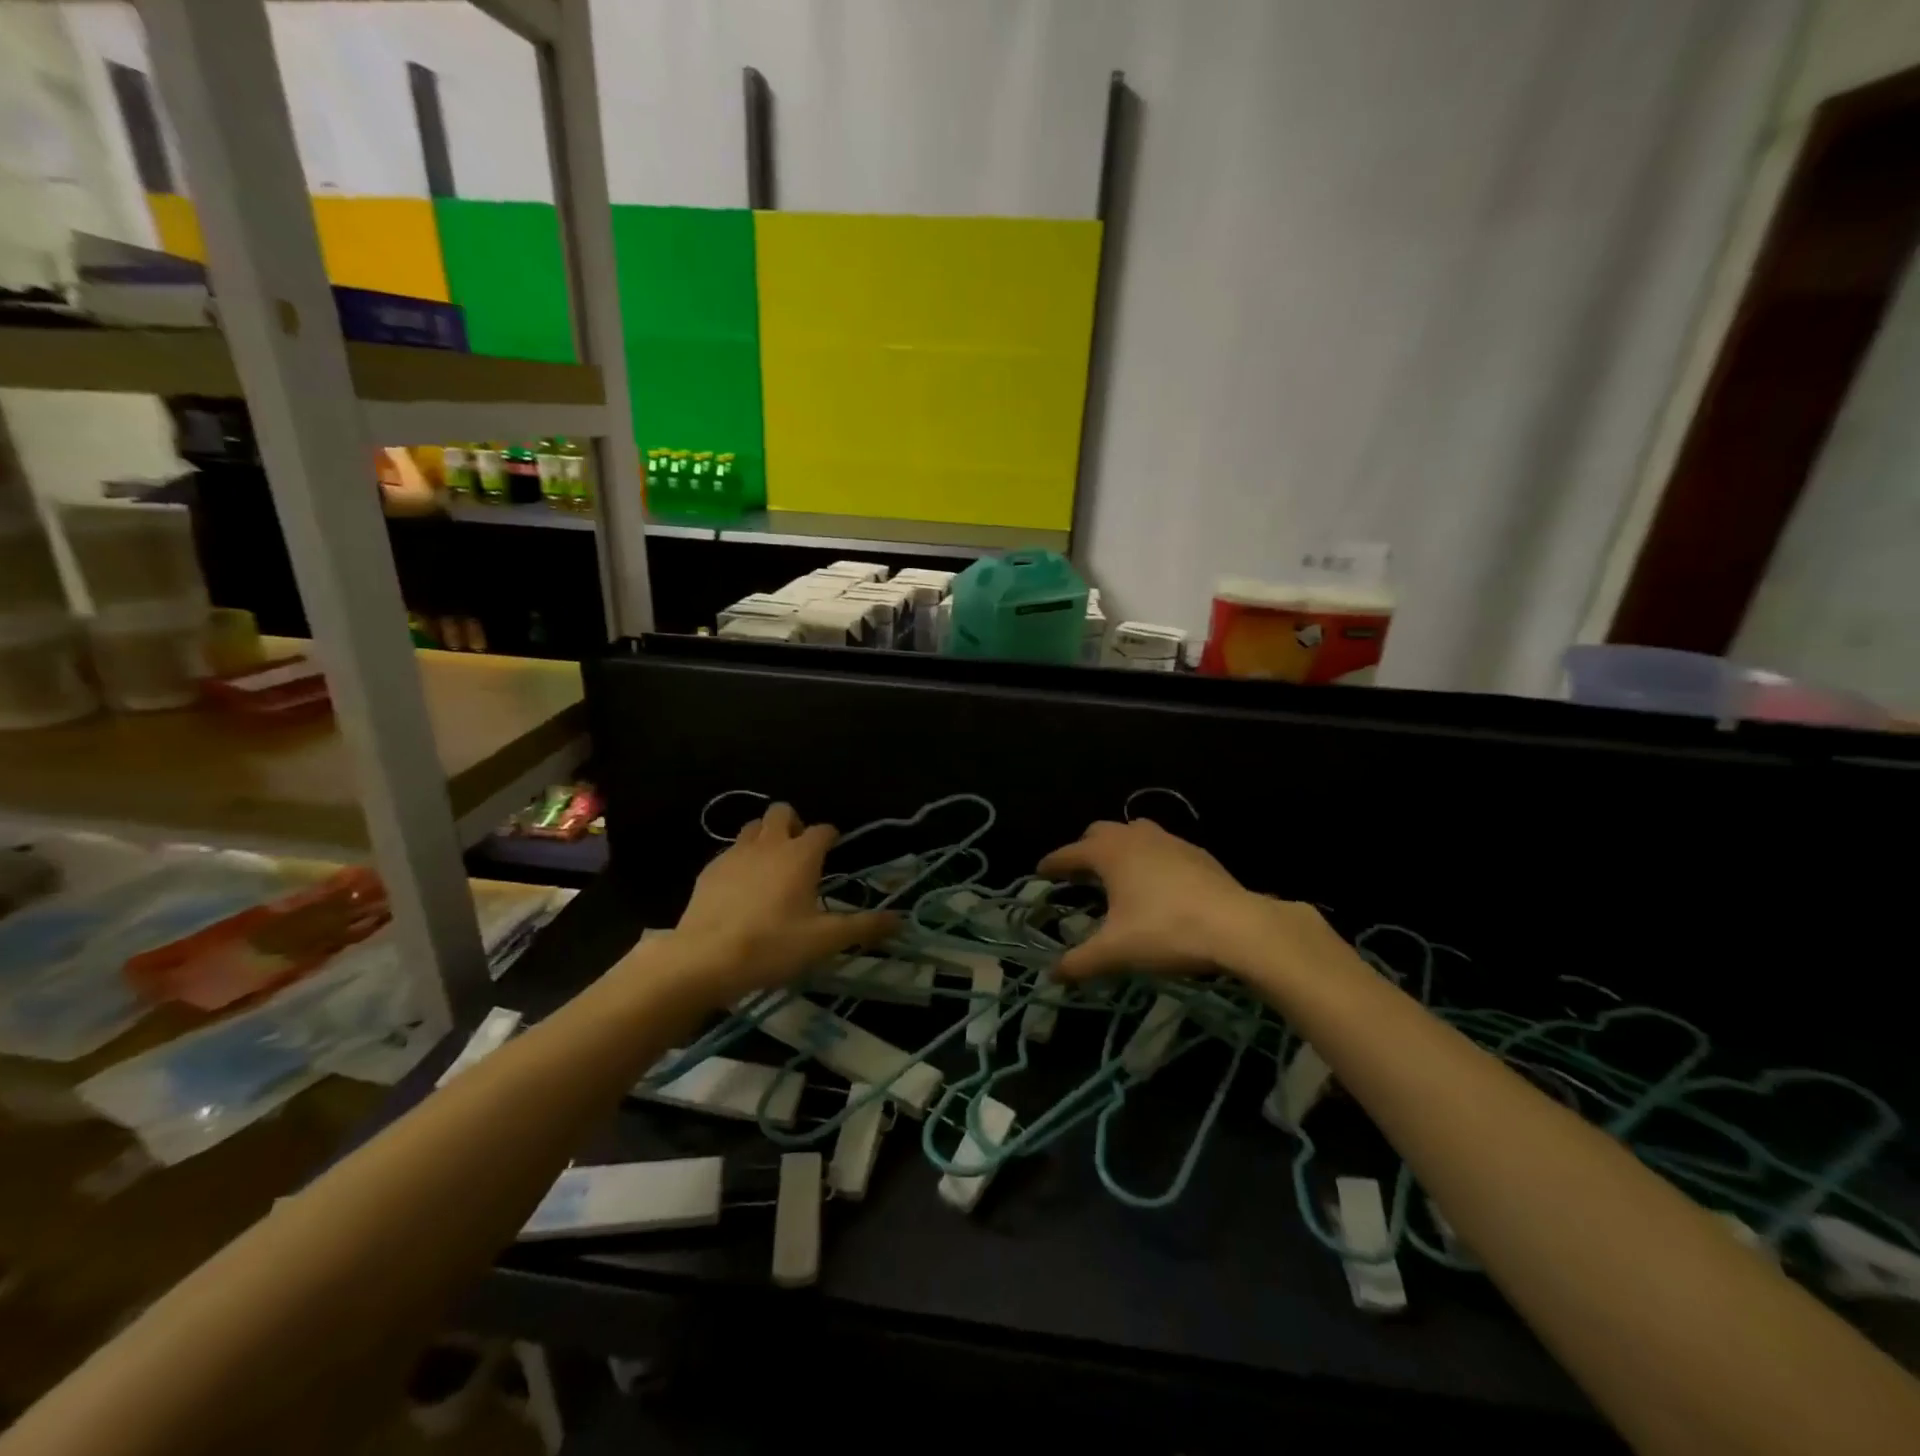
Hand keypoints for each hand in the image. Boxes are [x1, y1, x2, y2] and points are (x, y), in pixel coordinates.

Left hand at [670, 803, 896, 1001]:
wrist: (704, 959)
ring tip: (770, 867)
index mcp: (800, 855)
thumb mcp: (825, 941)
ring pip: (753, 827)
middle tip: (800, 854)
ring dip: (765, 837)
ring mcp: (734, 854)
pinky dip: (741, 860)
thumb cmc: (772, 945)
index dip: (831, 837)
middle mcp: (768, 844)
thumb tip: (899, 920)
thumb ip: (864, 927)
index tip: (834, 851)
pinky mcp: (708, 870)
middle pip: (782, 812)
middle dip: (794, 824)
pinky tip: (741, 889)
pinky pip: (729, 851)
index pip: (823, 829)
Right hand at [1037, 819, 1330, 983]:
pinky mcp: (1196, 852)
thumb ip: (1080, 962)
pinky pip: (1161, 846)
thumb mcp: (1116, 952)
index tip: (1040, 872)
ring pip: (1134, 832)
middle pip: (1100, 832)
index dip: (1053, 863)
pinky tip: (1157, 883)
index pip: (1070, 853)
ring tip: (1117, 874)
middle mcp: (1135, 837)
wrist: (1237, 926)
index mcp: (1109, 853)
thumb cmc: (1166, 931)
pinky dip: (1148, 857)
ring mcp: (1169, 840)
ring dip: (1119, 847)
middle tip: (1078, 874)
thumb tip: (1052, 976)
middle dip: (1085, 849)